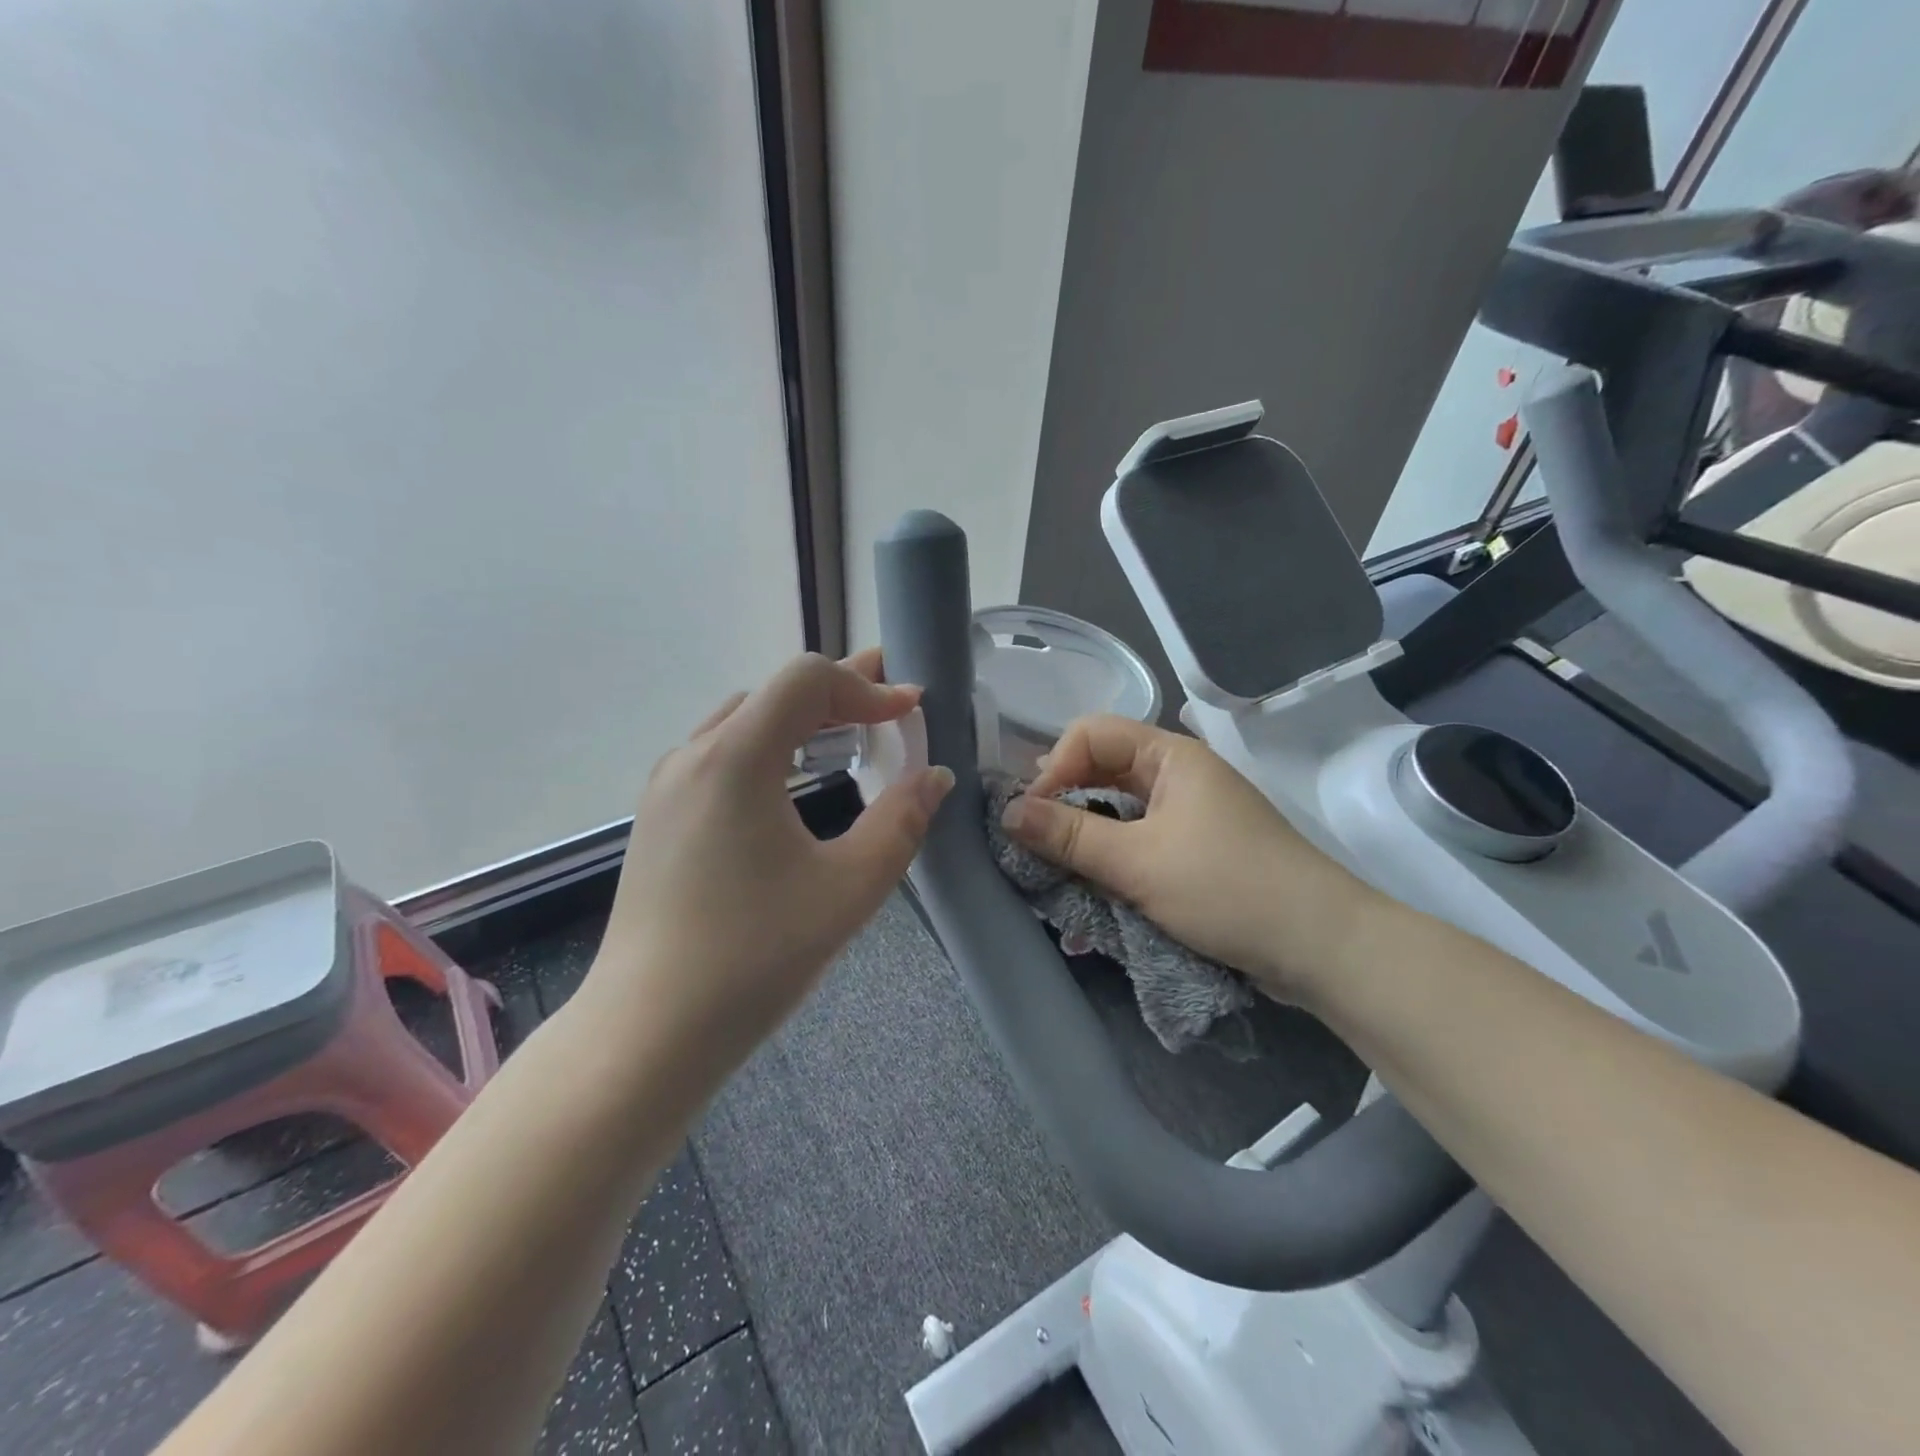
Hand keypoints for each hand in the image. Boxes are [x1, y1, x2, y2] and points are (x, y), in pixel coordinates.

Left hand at [582, 649, 952, 1077]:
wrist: (648, 1032)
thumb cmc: (755, 956)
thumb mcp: (849, 887)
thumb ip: (901, 821)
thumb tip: (935, 776)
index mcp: (735, 757)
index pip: (806, 680)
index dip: (866, 685)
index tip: (912, 710)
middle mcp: (693, 756)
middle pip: (774, 693)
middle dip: (838, 692)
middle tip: (889, 704)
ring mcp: (667, 786)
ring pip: (743, 721)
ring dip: (801, 719)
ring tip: (848, 733)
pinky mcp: (658, 818)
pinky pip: (720, 755)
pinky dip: (768, 747)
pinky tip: (791, 782)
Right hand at [999, 715, 1378, 1003]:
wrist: (1322, 947)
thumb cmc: (1228, 889)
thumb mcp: (1138, 863)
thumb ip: (1068, 836)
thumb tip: (1006, 813)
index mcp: (1171, 756)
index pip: (1091, 734)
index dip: (1053, 767)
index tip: (1030, 816)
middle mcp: (1178, 776)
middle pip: (1102, 769)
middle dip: (1062, 801)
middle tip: (1031, 841)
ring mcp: (1189, 814)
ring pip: (1117, 809)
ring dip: (1083, 835)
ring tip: (1053, 867)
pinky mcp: (1195, 851)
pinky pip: (1137, 840)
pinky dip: (1109, 858)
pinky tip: (1089, 886)